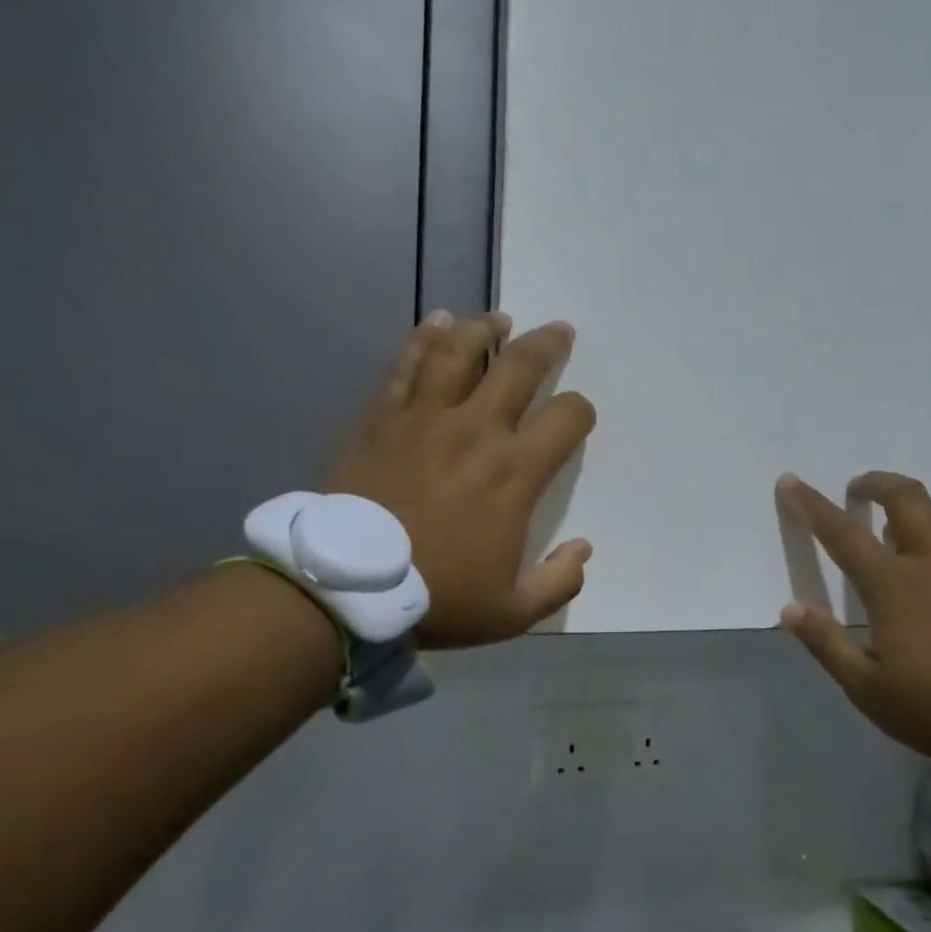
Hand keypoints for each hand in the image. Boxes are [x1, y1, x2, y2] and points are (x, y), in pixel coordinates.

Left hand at [326, 311, 595, 648]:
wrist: (347, 586)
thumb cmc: (436, 596)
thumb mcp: (512, 611)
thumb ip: (559, 581)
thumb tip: (583, 549)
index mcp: (514, 474)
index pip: (566, 419)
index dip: (580, 411)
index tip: (577, 417)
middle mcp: (476, 430)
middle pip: (519, 367)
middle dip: (546, 345)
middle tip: (558, 331)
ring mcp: (425, 418)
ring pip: (460, 352)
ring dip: (484, 329)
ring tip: (498, 320)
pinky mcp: (383, 417)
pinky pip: (407, 365)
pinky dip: (425, 338)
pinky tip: (436, 322)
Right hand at [776, 472, 930, 760]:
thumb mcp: (866, 687)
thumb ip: (826, 643)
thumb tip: (790, 610)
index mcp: (893, 584)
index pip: (841, 533)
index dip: (811, 505)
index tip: (790, 481)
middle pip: (907, 498)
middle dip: (877, 483)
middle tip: (859, 490)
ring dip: (920, 512)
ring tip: (906, 532)